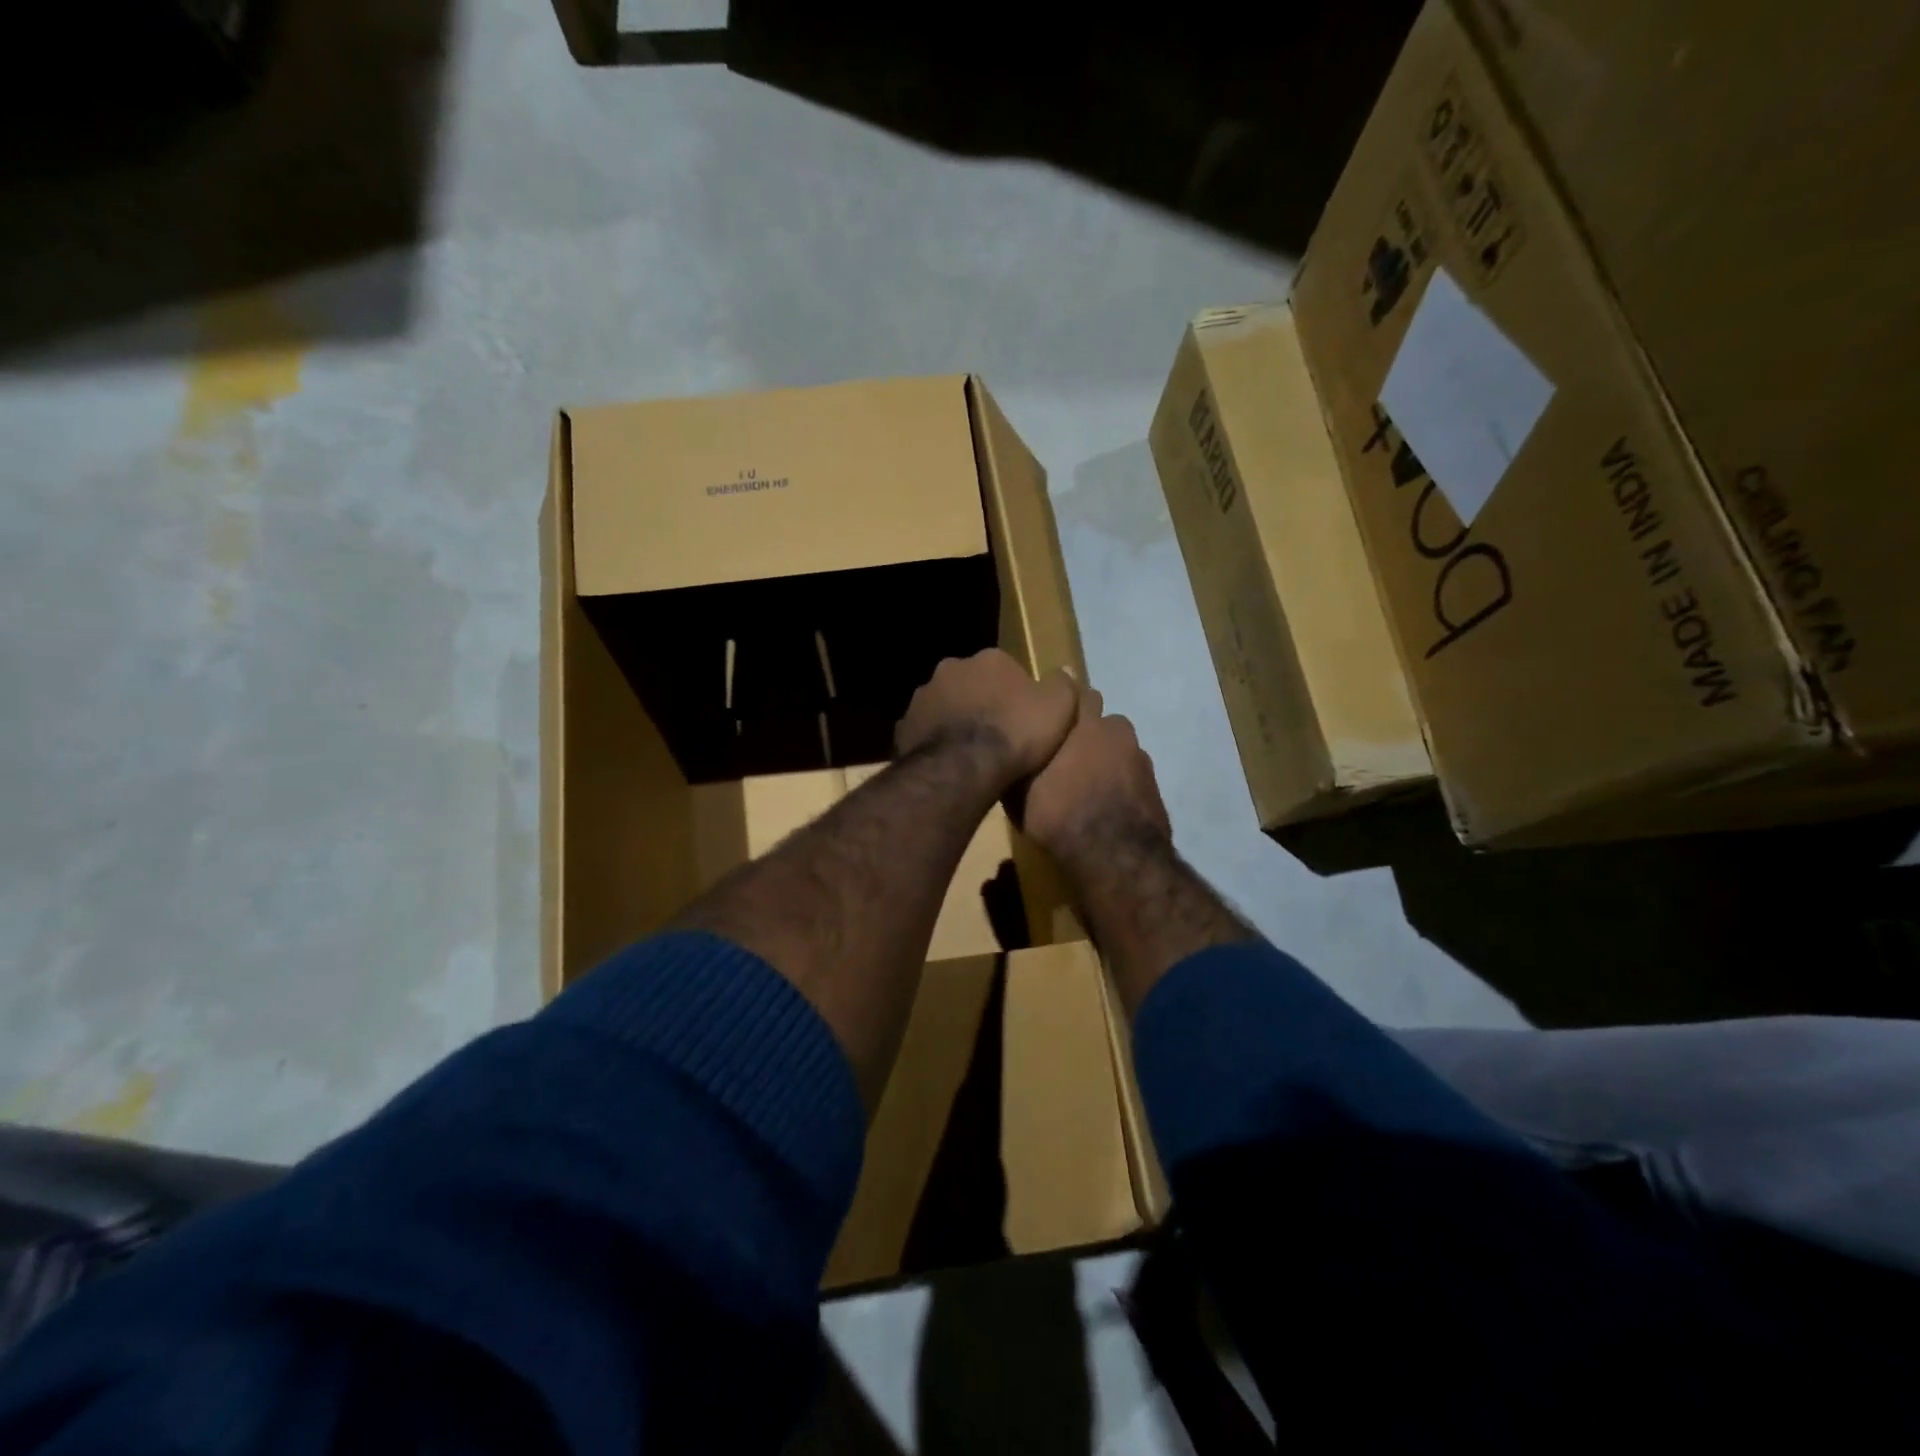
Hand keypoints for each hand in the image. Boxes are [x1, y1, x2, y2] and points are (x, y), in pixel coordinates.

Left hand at [894, 649, 1079, 786]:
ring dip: (955, 721)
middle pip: (971, 684)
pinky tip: (948, 764)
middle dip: (980, 702)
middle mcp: (950, 669)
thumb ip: (1063, 684)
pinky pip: (924, 732)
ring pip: (944, 706)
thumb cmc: (1016, 733)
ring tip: (971, 753)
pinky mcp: (903, 727)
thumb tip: (1063, 672)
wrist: (965, 768)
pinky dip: (934, 742)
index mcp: (988, 659)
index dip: (1016, 694)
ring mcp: (922, 697)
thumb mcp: (1059, 707)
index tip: (1023, 718)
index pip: (1005, 669)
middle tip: (995, 735)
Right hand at [1022, 686, 1171, 867]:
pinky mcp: (1154, 788)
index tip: (1051, 716)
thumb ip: (1020, 762)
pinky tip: (1105, 805)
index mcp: (1085, 724)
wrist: (1115, 856)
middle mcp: (1117, 733)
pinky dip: (1120, 785)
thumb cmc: (1059, 814)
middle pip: (1102, 723)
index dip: (1064, 705)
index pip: (1078, 695)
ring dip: (1106, 760)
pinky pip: (1132, 777)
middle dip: (1088, 732)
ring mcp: (1141, 760)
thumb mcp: (1019, 791)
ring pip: (1120, 750)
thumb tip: (1012, 751)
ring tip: (1087, 785)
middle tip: (1067, 755)